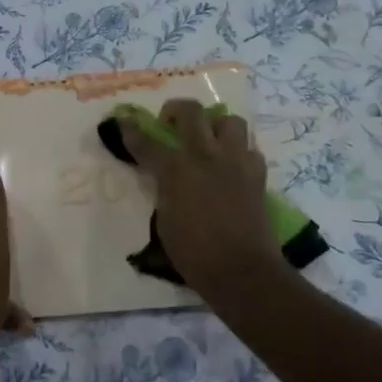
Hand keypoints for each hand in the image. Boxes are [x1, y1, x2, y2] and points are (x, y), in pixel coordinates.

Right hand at [119, 101, 281, 286]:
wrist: (242, 270)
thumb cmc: (194, 253)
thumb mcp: (164, 219)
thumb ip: (164, 189)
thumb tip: (166, 177)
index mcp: (176, 169)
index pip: (147, 142)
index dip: (131, 131)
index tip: (123, 123)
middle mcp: (206, 156)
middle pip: (191, 112)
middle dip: (175, 110)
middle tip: (171, 124)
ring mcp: (235, 162)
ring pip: (229, 121)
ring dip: (215, 126)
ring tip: (208, 141)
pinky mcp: (257, 174)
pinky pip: (249, 149)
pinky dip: (238, 152)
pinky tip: (231, 166)